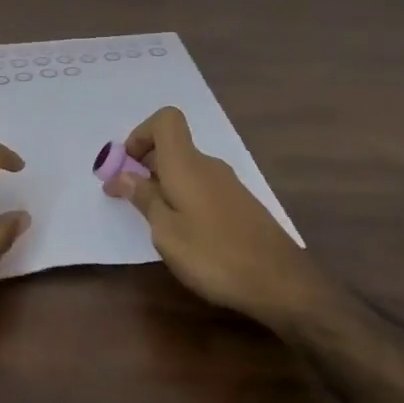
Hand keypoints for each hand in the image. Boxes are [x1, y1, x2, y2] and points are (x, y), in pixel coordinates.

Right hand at [103, 106, 319, 326]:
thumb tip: (122, 175)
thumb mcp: (167, 232)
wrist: (281, 282)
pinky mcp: (239, 204)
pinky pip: (201, 187)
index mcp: (186, 164)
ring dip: (164, 185)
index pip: (166, 120)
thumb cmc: (214, 255)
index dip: (141, 134)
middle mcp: (208, 165)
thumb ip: (144, 199)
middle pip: (172, 146)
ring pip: (186, 169)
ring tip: (155, 223)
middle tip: (128, 199)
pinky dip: (184, 198)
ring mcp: (227, 184)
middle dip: (145, 165)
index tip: (127, 166)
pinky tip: (186, 234)